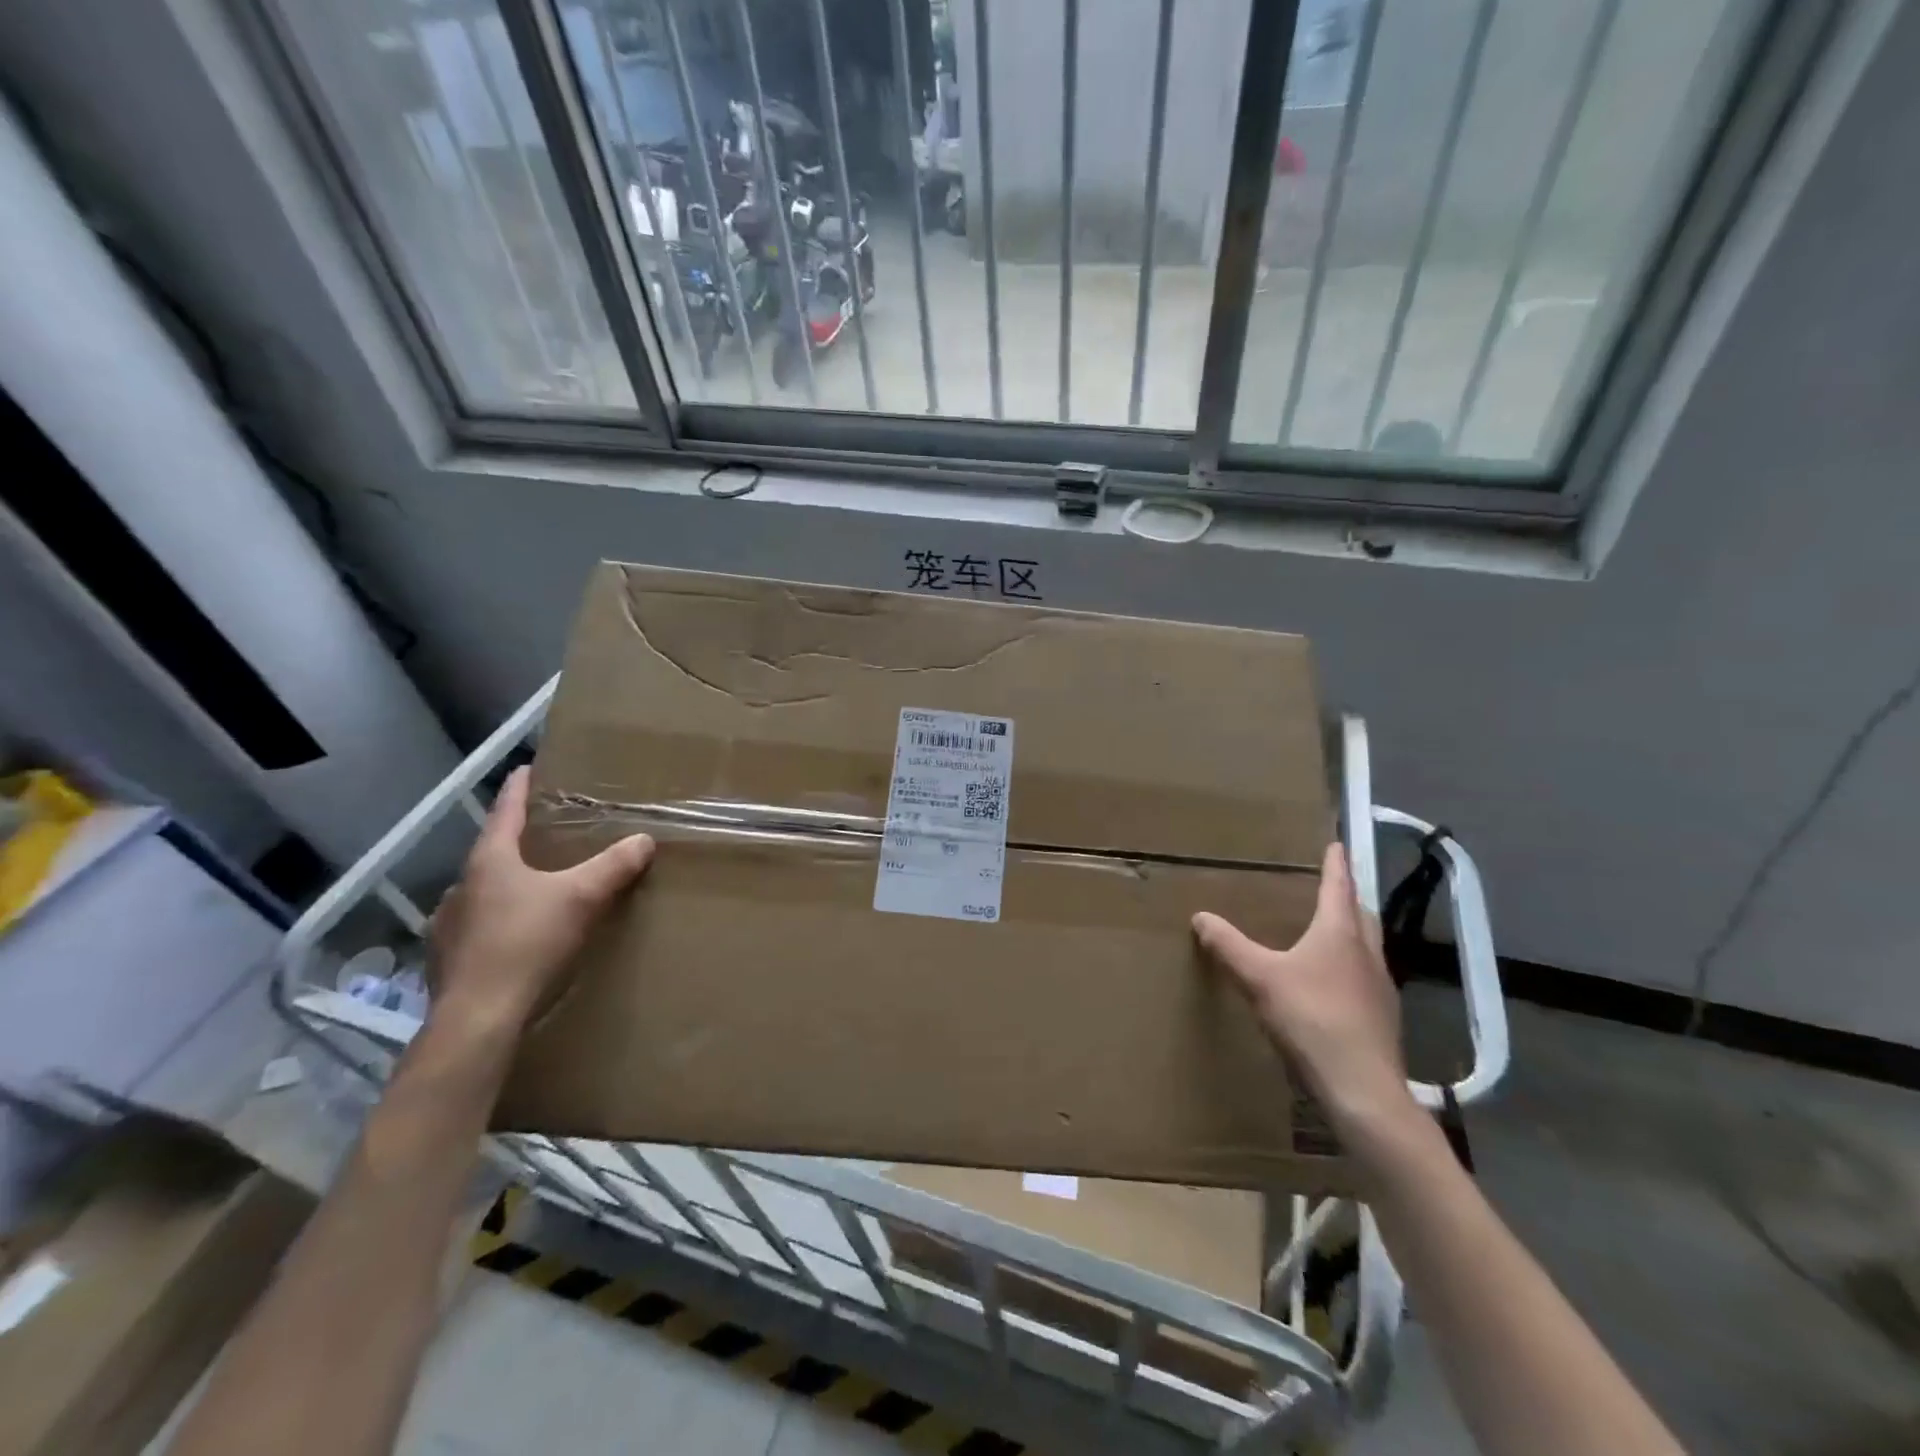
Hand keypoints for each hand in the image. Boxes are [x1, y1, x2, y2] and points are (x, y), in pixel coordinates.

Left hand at [428, 767, 653, 1033]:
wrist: (479, 1017)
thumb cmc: (528, 943)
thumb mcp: (582, 898)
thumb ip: (614, 866)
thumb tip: (644, 839)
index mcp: (489, 861)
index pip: (505, 812)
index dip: (519, 789)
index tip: (527, 769)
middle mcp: (461, 886)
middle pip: (492, 852)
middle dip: (518, 841)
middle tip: (545, 835)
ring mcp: (448, 925)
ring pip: (482, 892)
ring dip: (505, 885)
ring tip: (533, 889)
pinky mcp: (446, 960)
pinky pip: (477, 927)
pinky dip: (497, 921)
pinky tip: (514, 936)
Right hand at [1193, 843, 1415, 1137]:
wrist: (1362, 1088)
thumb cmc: (1311, 1019)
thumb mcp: (1259, 979)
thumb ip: (1228, 946)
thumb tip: (1200, 916)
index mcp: (1340, 933)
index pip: (1338, 887)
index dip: (1335, 864)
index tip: (1336, 844)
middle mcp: (1366, 952)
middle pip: (1359, 914)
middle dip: (1345, 897)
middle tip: (1330, 887)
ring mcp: (1380, 986)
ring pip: (1367, 946)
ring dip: (1351, 932)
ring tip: (1329, 932)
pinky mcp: (1383, 1017)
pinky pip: (1365, 977)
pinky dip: (1350, 967)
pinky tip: (1332, 985)